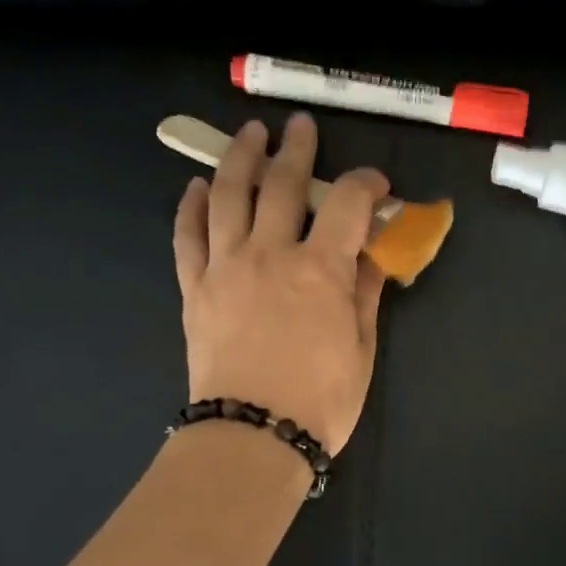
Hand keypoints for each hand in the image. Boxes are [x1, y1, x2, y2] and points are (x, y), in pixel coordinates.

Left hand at [173, 114, 386, 452]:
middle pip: (283, 184)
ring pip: (230, 195)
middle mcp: (270, 253)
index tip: (377, 185)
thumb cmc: (320, 401)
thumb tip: (370, 257)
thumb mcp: (361, 350)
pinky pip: (188, 235)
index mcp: (320, 268)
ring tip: (249, 134)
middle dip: (297, 150)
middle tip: (301, 129)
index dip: (365, 184)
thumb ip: (365, 295)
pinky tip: (198, 187)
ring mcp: (226, 266)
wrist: (253, 436)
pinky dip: (192, 206)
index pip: (347, 203)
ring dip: (240, 157)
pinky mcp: (195, 288)